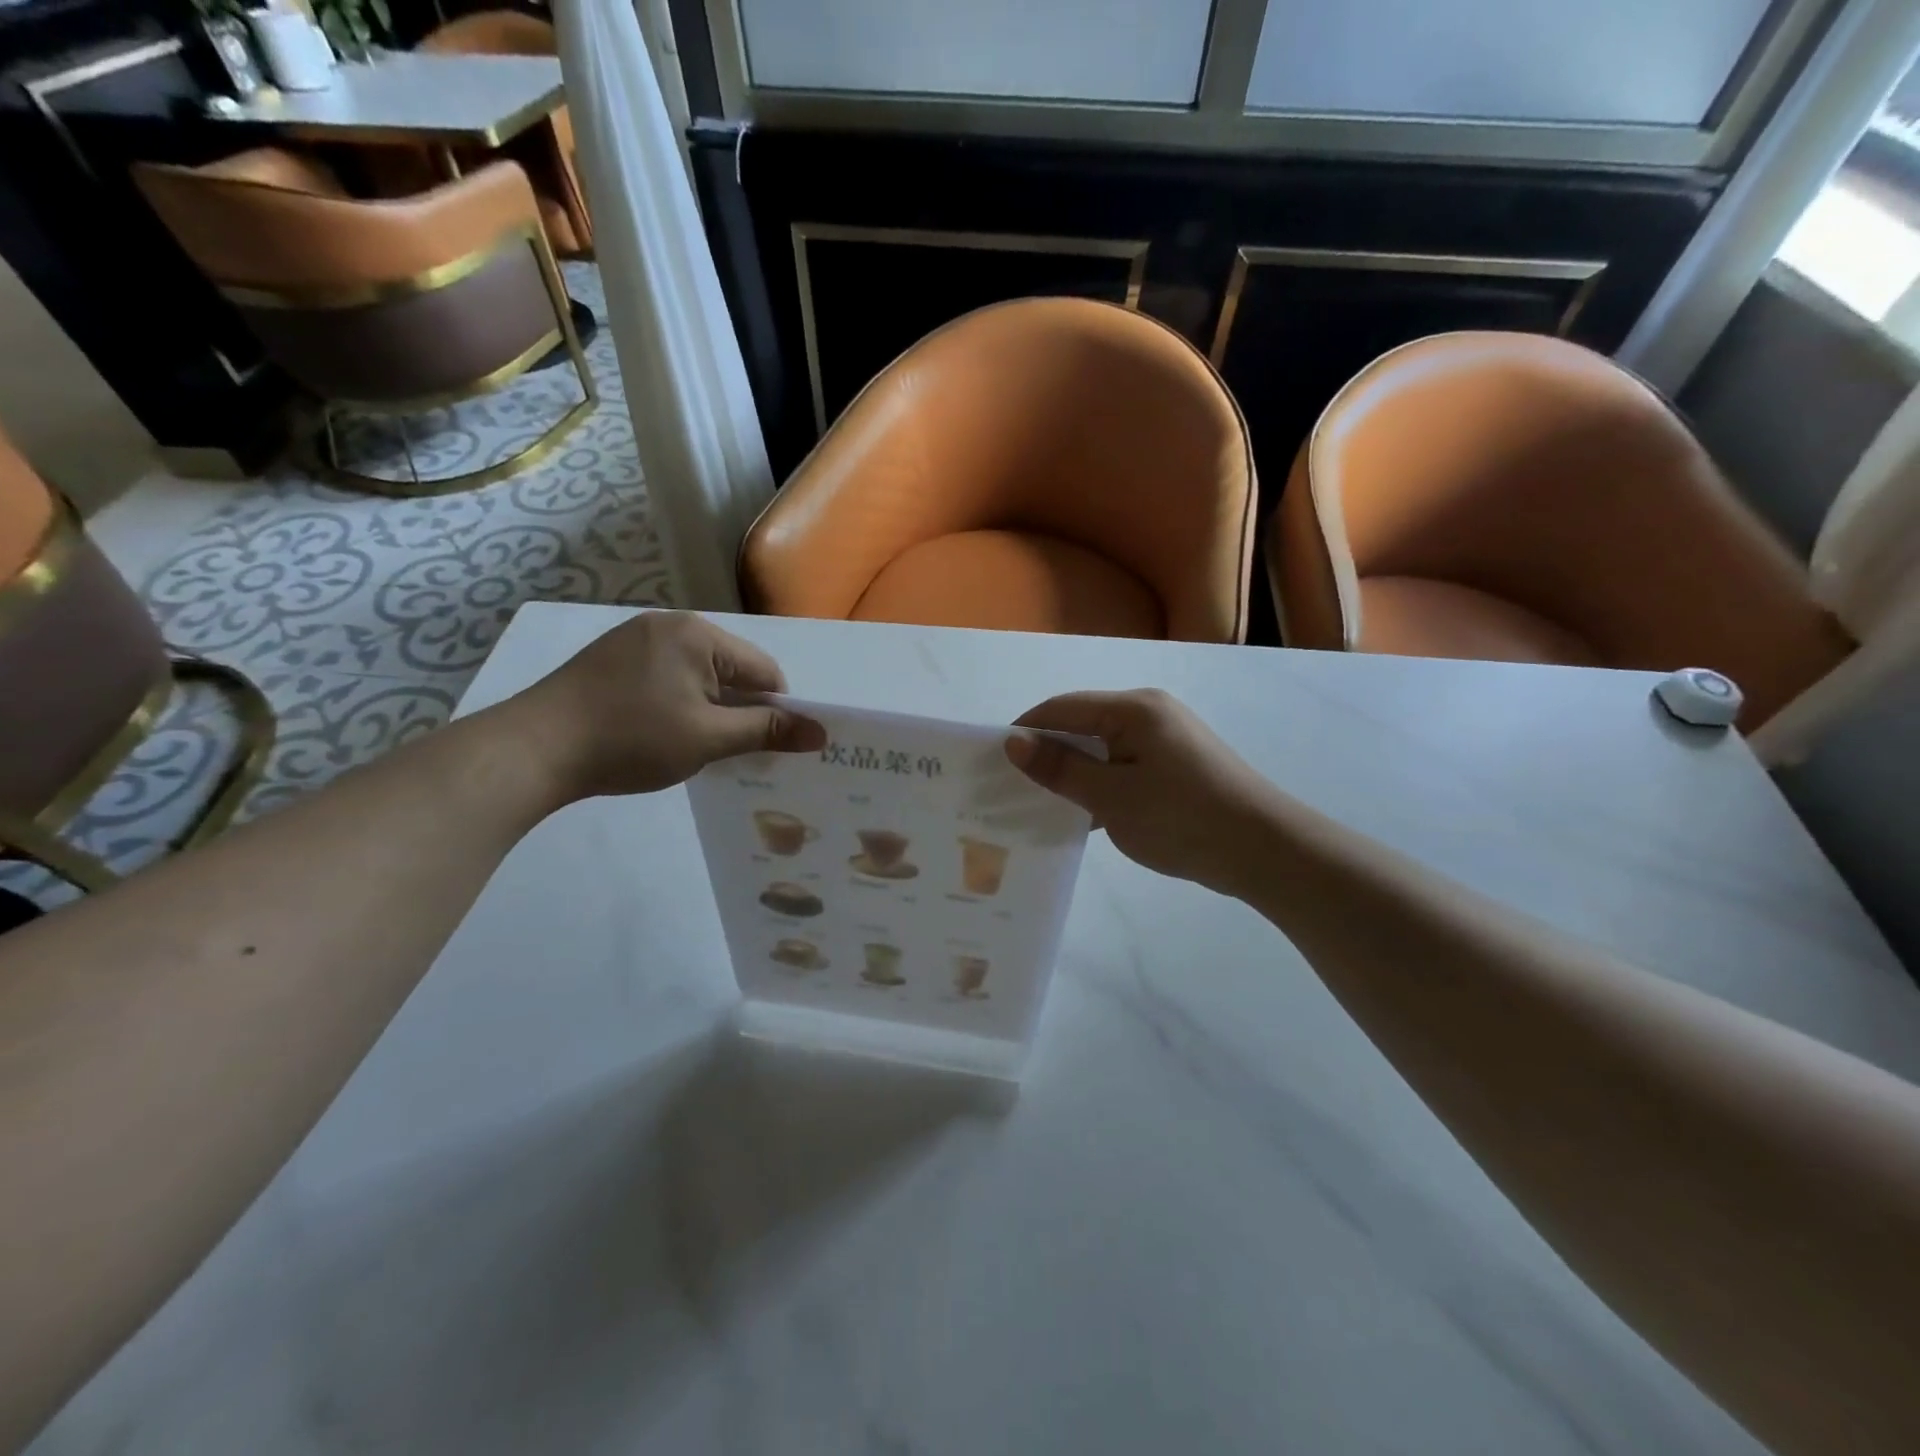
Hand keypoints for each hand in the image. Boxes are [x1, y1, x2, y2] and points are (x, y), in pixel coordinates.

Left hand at [511, 611, 825, 799]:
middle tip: (731, 752)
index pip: (764, 670)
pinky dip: (677, 703)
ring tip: (694, 747)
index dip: (775, 711)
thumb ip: (767, 731)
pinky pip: (667, 677)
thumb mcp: (708, 738)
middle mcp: (670, 624)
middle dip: (739, 710)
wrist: (534, 749)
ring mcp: (635, 638)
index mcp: (698, 633)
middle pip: (731, 670)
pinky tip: (660, 733)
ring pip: (698, 675)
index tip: (766, 748)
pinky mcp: (611, 659)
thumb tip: (821, 732)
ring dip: (708, 709)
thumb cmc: (632, 739)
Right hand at [1006, 689, 1283, 898]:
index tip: (992, 763)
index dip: (1025, 731)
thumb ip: (1060, 768)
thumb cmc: (1181, 818)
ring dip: (1073, 773)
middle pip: (1081, 724)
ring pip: (1102, 749)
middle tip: (1011, 787)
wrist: (1264, 850)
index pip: (1061, 708)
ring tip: (1039, 804)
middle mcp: (1149, 713)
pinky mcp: (1176, 766)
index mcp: (1132, 708)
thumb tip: (1013, 742)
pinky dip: (1100, 785)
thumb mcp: (1111, 796)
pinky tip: (1080, 815)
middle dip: (1047, 754)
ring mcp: (1165, 739)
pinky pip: (1123, 766)